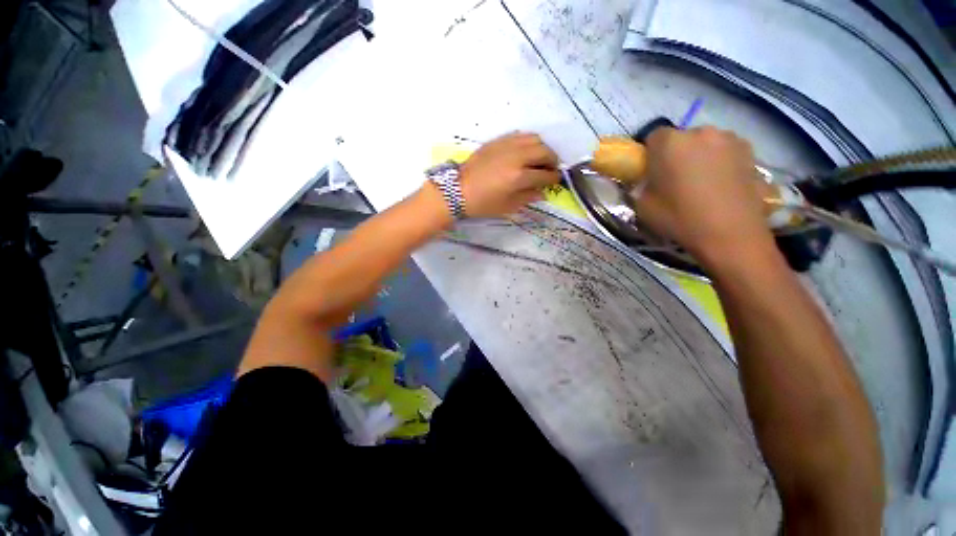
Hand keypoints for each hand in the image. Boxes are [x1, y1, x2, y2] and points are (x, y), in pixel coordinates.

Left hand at [459, 132, 560, 217]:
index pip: (545, 175)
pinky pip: (520, 135)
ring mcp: (507, 146)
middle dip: (552, 160)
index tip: (556, 181)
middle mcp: (516, 157)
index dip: (554, 178)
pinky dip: (528, 142)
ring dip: (542, 148)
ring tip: (540, 159)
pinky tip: (525, 152)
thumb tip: (542, 192)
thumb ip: (528, 197)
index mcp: (519, 177)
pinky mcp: (498, 141)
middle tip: (551, 169)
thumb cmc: (483, 203)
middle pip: (544, 151)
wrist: (458, 189)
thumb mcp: (507, 206)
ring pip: (534, 138)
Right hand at [629, 126, 774, 267]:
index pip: (653, 136)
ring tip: (702, 183)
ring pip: (705, 143)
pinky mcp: (751, 151)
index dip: (650, 154)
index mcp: (670, 143)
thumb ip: (641, 186)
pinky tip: (721, 185)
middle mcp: (701, 132)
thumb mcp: (643, 206)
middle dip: (676, 154)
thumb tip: (646, 181)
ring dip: (699, 156)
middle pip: (681, 138)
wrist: (731, 234)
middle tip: (675, 179)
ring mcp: (730, 139)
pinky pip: (726, 151)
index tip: (651, 172)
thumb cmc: (680, 218)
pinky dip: (720, 162)